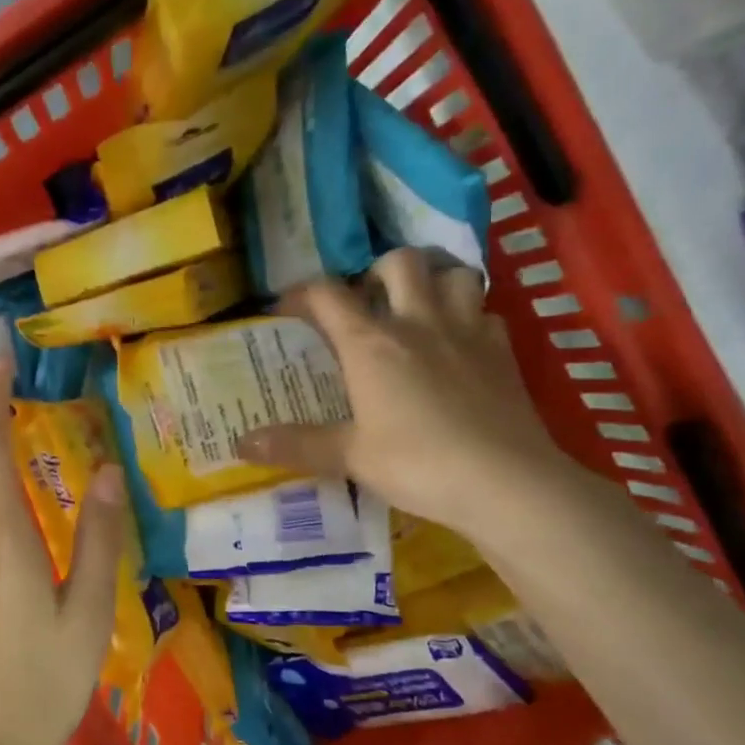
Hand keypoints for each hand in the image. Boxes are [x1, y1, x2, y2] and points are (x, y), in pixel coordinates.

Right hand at [236, 249, 576, 544]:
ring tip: (420, 309)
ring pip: (455, 274)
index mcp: (372, 344)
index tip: (286, 308)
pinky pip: (486, 313)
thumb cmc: (417, 464)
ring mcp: (467, 332)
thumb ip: (296, 445)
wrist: (504, 482)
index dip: (301, 293)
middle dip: (378, 271)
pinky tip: (461, 344)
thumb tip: (240, 443)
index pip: (328, 295)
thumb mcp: (349, 457)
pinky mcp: (503, 352)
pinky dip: (470, 317)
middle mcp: (419, 323)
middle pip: (401, 262)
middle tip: (368, 301)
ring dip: (434, 282)